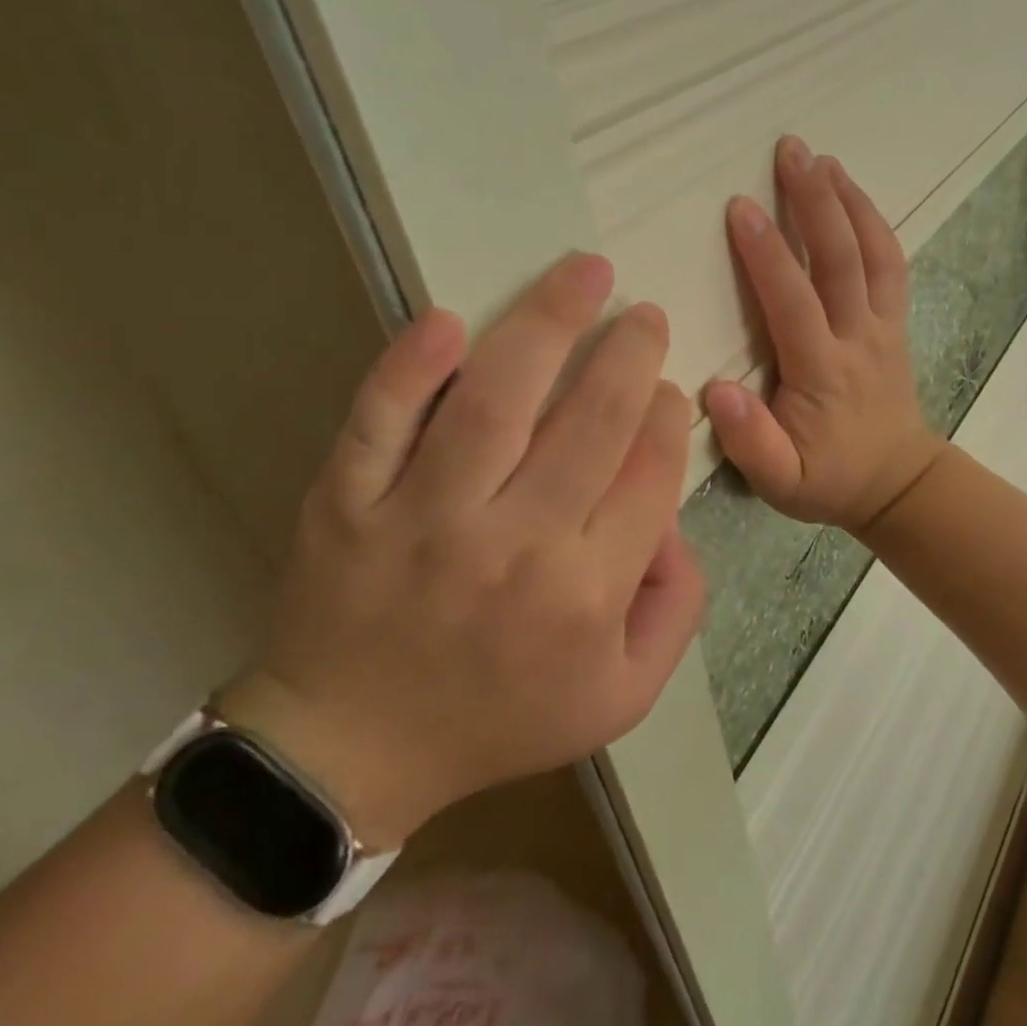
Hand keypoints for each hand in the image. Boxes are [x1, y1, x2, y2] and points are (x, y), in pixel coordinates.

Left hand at [221, 253, 704, 847]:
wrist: (350, 753)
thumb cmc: (499, 717)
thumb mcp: (622, 693)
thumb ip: (677, 605)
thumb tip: (672, 513)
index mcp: (587, 593)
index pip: (649, 472)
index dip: (669, 415)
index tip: (668, 388)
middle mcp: (515, 547)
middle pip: (591, 422)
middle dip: (630, 353)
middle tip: (643, 314)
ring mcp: (424, 519)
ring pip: (496, 402)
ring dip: (548, 323)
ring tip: (585, 272)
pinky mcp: (349, 503)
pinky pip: (380, 424)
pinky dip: (410, 369)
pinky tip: (449, 320)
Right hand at [703, 136, 944, 535]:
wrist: (898, 482)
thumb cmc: (829, 479)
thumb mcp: (782, 483)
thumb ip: (751, 443)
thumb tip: (717, 391)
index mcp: (822, 373)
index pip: (794, 303)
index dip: (767, 255)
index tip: (741, 207)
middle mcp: (858, 338)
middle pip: (840, 261)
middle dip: (814, 202)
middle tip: (790, 150)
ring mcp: (883, 326)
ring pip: (873, 254)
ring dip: (848, 201)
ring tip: (821, 157)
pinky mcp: (895, 321)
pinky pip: (891, 264)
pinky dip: (873, 222)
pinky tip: (851, 192)